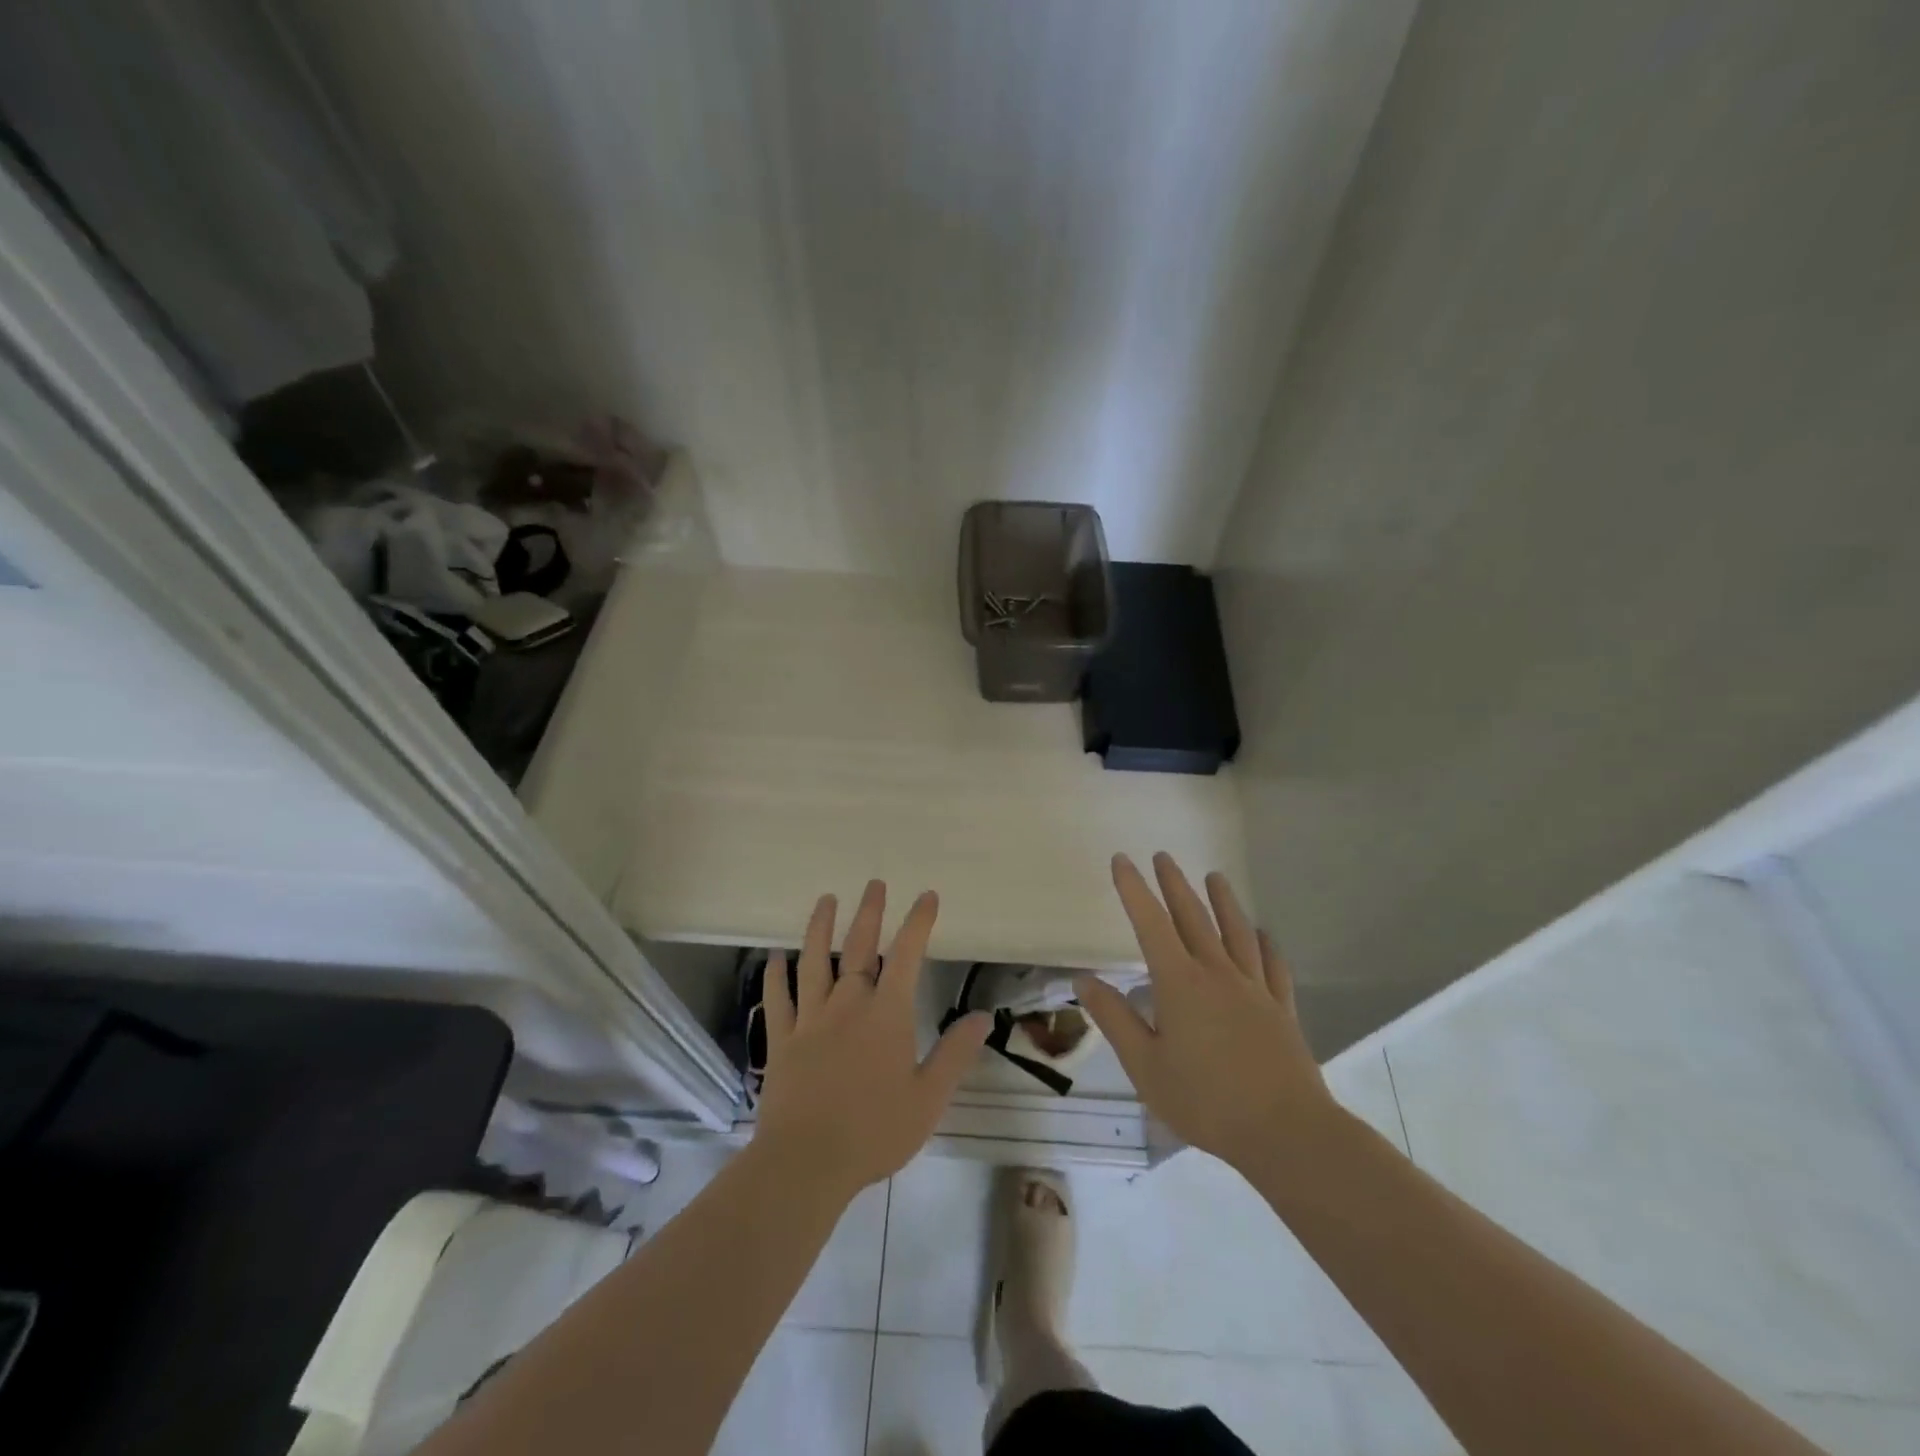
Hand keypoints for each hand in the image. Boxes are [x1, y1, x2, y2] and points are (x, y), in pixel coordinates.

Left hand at [755, 881, 991, 1197]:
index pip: (907, 956)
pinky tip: (774, 956)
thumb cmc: (875, 1131)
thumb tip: (983, 1016)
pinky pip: (778, 999)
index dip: (918, 922)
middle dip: (870, 913)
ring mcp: (810, 1019)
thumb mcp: (929, 1097)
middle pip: (860, 948)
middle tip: (874, 883)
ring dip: (820, 928)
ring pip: (815, 962)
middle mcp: (848, 1004)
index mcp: (886, 1014)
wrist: (806, 1163)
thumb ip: (955, 1053)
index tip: (927, 896)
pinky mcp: (782, 1040)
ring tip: (825, 900)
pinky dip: (776, 974)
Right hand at [1075, 853, 1335, 1172]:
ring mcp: (1254, 988)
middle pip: (1193, 917)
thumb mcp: (1145, 1067)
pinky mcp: (1281, 1008)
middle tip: (1163, 856)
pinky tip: (1263, 934)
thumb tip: (1085, 980)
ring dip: (1223, 901)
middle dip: (1174, 884)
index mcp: (1180, 983)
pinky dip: (1266, 944)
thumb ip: (1115, 1019)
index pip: (1150, 923)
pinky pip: (1272, 966)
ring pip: (1236, 932)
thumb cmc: (1206, 1101)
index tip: (1122, 860)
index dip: (1133, 889)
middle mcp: (1217, 973)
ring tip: (1215, 876)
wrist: (1287, 1132)